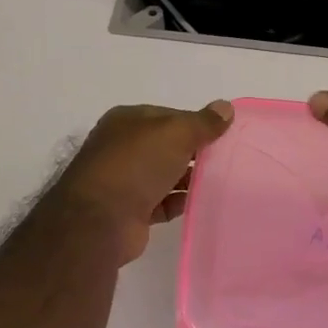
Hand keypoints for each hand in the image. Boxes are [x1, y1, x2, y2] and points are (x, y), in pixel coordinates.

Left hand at [55, 100, 234, 262]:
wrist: (100, 220)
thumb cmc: (136, 164)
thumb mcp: (175, 132)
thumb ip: (203, 122)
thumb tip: (226, 107)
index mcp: (128, 120)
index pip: (170, 116)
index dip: (197, 123)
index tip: (224, 134)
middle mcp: (123, 147)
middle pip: (168, 146)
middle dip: (195, 152)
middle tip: (228, 159)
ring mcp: (125, 180)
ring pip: (166, 174)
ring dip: (190, 178)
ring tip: (222, 181)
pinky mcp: (132, 211)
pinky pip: (164, 202)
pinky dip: (181, 202)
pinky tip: (204, 203)